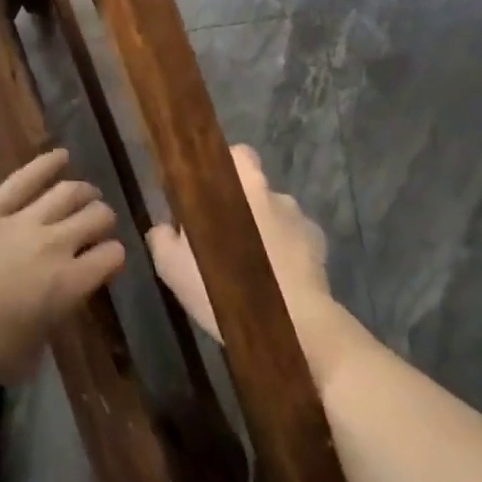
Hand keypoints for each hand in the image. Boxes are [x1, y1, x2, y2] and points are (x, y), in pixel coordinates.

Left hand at [0, 149, 125, 387]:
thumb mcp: (31, 354)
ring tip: (85, 192)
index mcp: (70, 285)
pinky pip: (24, 178)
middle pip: (96, 217)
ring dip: (82, 191)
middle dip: (102, 218)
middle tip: (97, 221)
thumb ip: (51, 325)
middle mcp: (55, 245)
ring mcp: (21, 221)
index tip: (106, 258)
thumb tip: (52, 310)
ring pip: (67, 192)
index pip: (112, 256)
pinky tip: (60, 156)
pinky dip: (47, 164)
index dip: (113, 256)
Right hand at [147, 145, 344, 373]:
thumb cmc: (227, 285)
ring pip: (273, 213)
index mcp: (239, 185)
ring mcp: (300, 218)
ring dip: (263, 228)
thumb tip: (164, 228)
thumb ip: (162, 237)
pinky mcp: (319, 245)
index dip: (217, 170)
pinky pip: (295, 239)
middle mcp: (272, 193)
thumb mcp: (172, 266)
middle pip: (252, 186)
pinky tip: (274, 278)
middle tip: (220, 234)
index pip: (232, 154)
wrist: (293, 326)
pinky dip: (285, 251)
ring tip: (250, 264)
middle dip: (239, 203)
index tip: (202, 193)